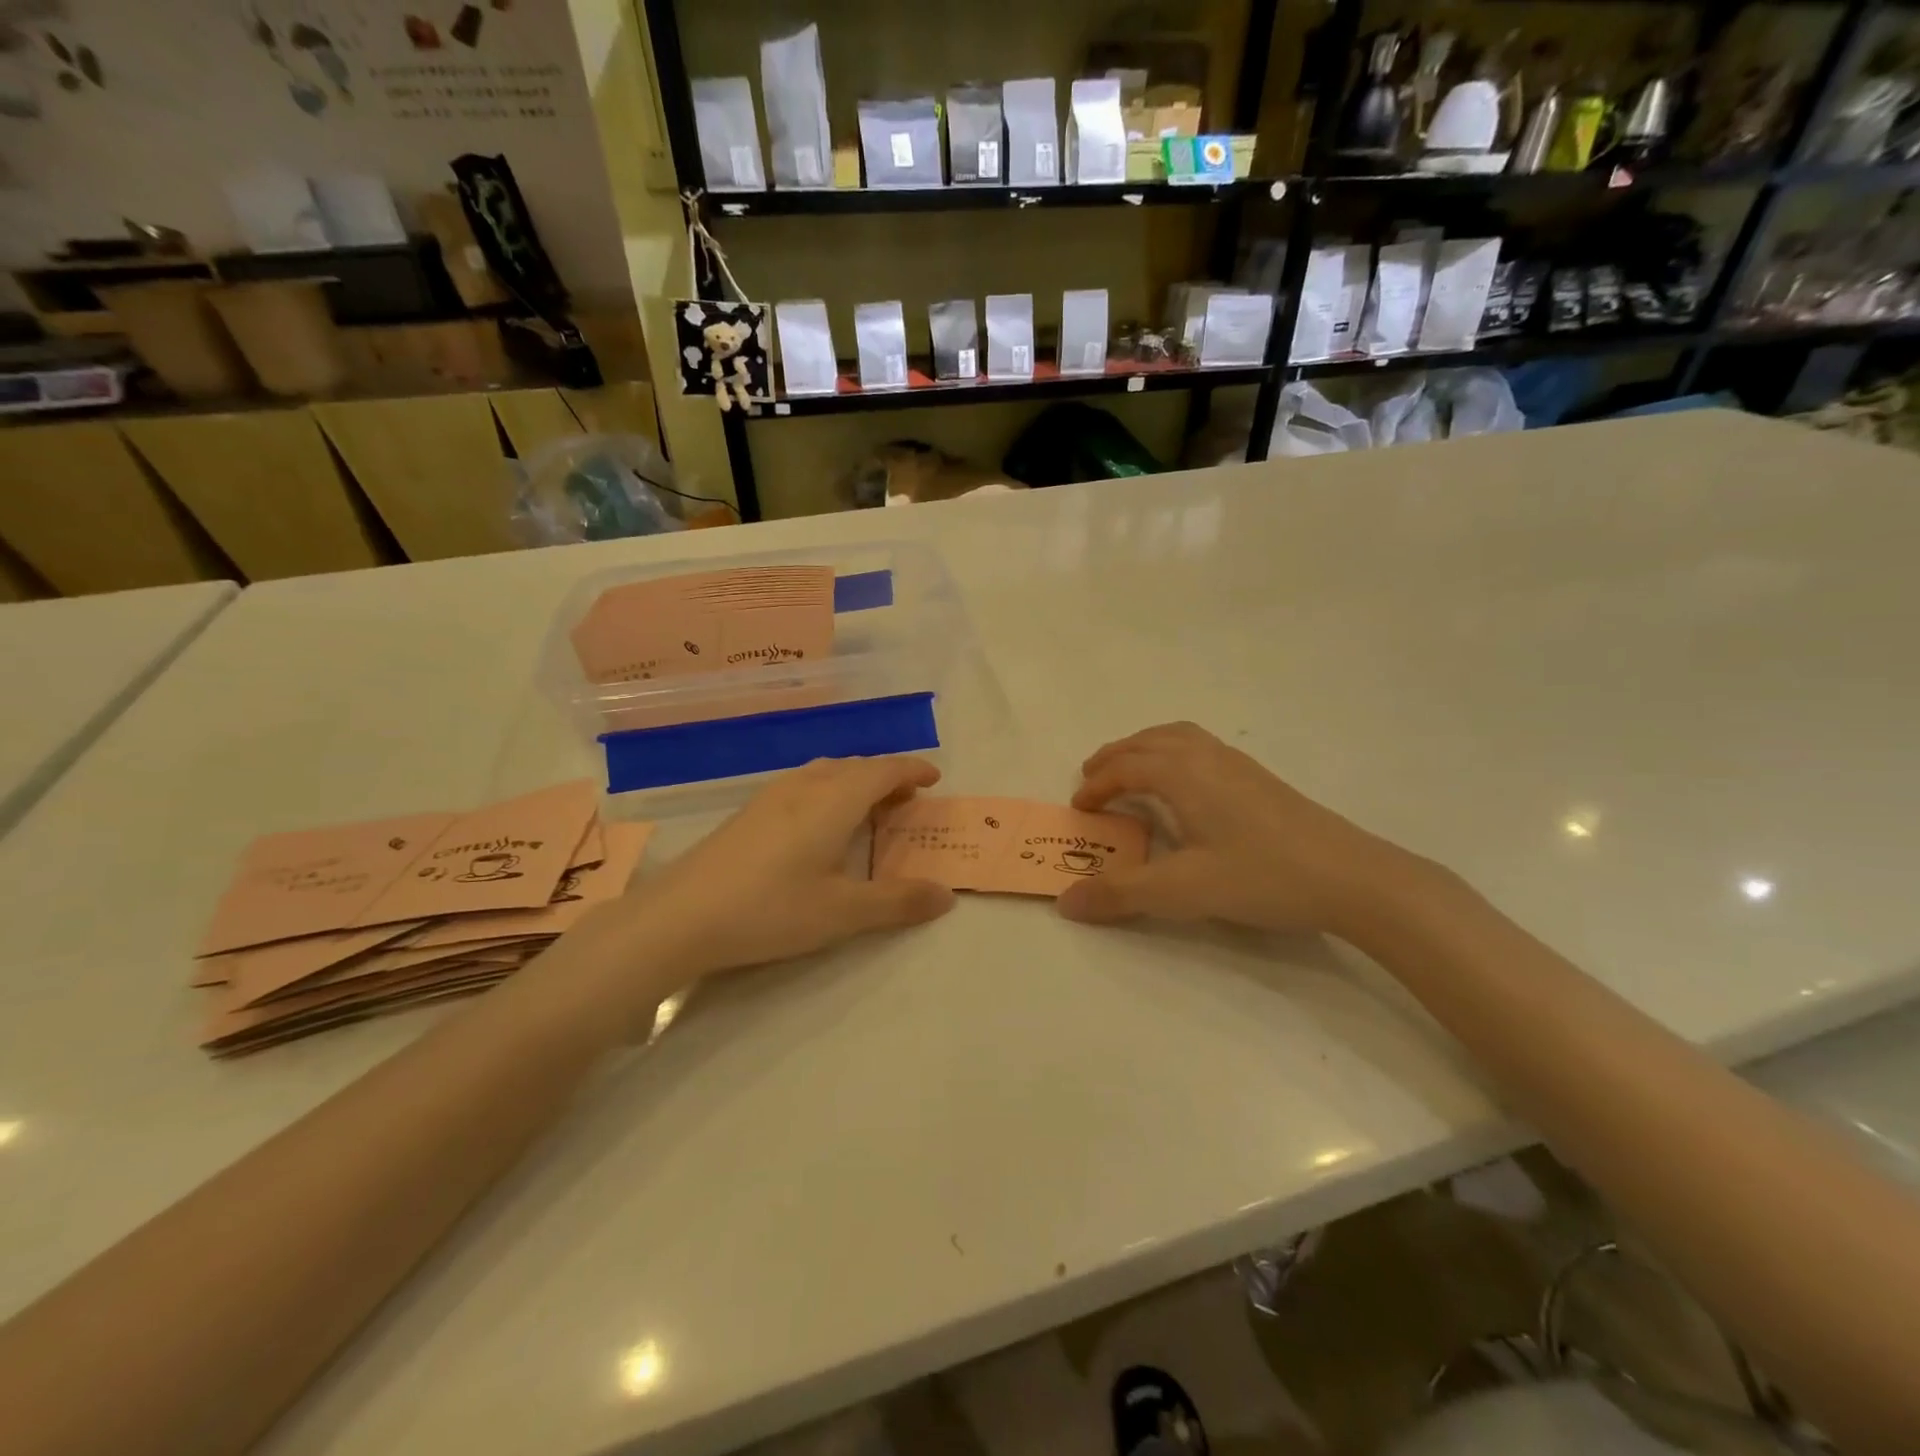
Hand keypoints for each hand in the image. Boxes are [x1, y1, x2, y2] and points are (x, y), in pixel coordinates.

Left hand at [602, 756, 954, 989]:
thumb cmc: (771, 909)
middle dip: (885, 777)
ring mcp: (770, 797)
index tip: (933, 779)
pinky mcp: (747, 813)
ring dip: (853, 782)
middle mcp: (804, 786)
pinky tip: (817, 825)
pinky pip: (802, 785)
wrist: (679, 917)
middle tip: (905, 801)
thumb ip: (898, 902)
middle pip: (854, 767)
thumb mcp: (843, 912)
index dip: (912, 770)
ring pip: (824, 773)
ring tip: (866, 809)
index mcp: (834, 800)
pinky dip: (827, 792)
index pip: (883, 770)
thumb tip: (945, 896)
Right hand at [1056, 722, 1439, 937]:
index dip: (1097, 785)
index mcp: (1183, 774)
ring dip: (1144, 749)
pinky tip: (1185, 785)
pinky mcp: (1259, 778)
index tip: (1080, 809)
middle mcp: (1206, 757)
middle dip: (1113, 757)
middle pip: (1147, 742)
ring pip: (1177, 737)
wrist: (1352, 877)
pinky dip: (1173, 752)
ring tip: (1131, 771)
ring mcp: (1237, 764)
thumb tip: (1065, 902)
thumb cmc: (1262, 877)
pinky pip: (1200, 747)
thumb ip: (1121, 894)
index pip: (1125, 768)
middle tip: (1091, 778)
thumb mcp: (1183, 891)